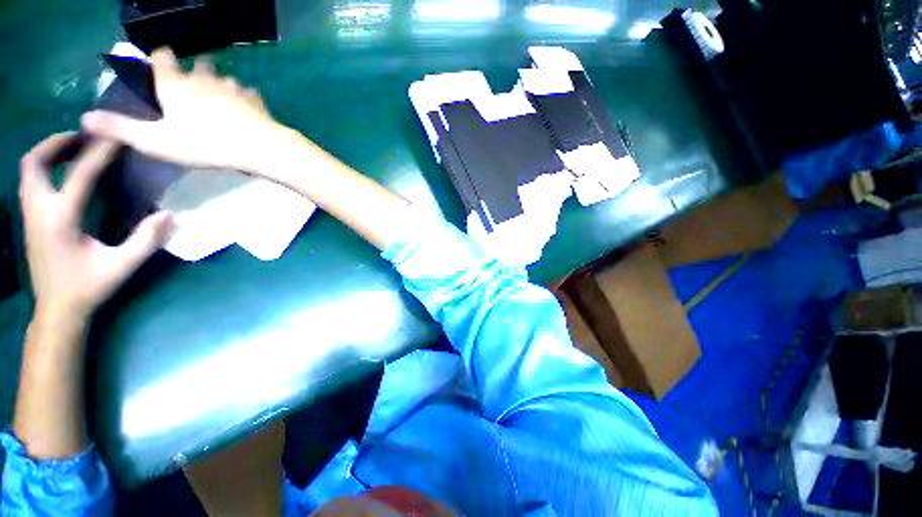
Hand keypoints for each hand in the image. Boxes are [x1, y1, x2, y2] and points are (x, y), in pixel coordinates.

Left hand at [20, 133, 171, 325]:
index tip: (117, 136)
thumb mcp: (121, 266)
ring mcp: (30, 214)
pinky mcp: (31, 219)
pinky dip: (46, 167)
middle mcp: (39, 210)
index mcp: (60, 219)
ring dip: (49, 152)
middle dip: (58, 143)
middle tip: (85, 136)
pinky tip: (65, 172)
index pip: (80, 174)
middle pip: (35, 162)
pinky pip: (31, 181)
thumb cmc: (88, 287)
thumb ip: (145, 240)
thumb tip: (170, 215)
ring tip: (75, 148)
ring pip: (28, 170)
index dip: (100, 152)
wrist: (57, 309)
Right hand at [81, 47, 279, 172]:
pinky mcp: (255, 101)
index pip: (161, 58)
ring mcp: (233, 88)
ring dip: (219, 82)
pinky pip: (248, 92)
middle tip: (191, 82)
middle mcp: (204, 79)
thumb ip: (120, 128)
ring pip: (224, 77)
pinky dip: (245, 96)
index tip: (156, 65)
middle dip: (192, 69)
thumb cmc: (205, 144)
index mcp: (176, 85)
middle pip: (196, 64)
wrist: (259, 148)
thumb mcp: (156, 141)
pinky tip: (245, 105)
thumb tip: (85, 117)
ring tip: (218, 93)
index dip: (156, 58)